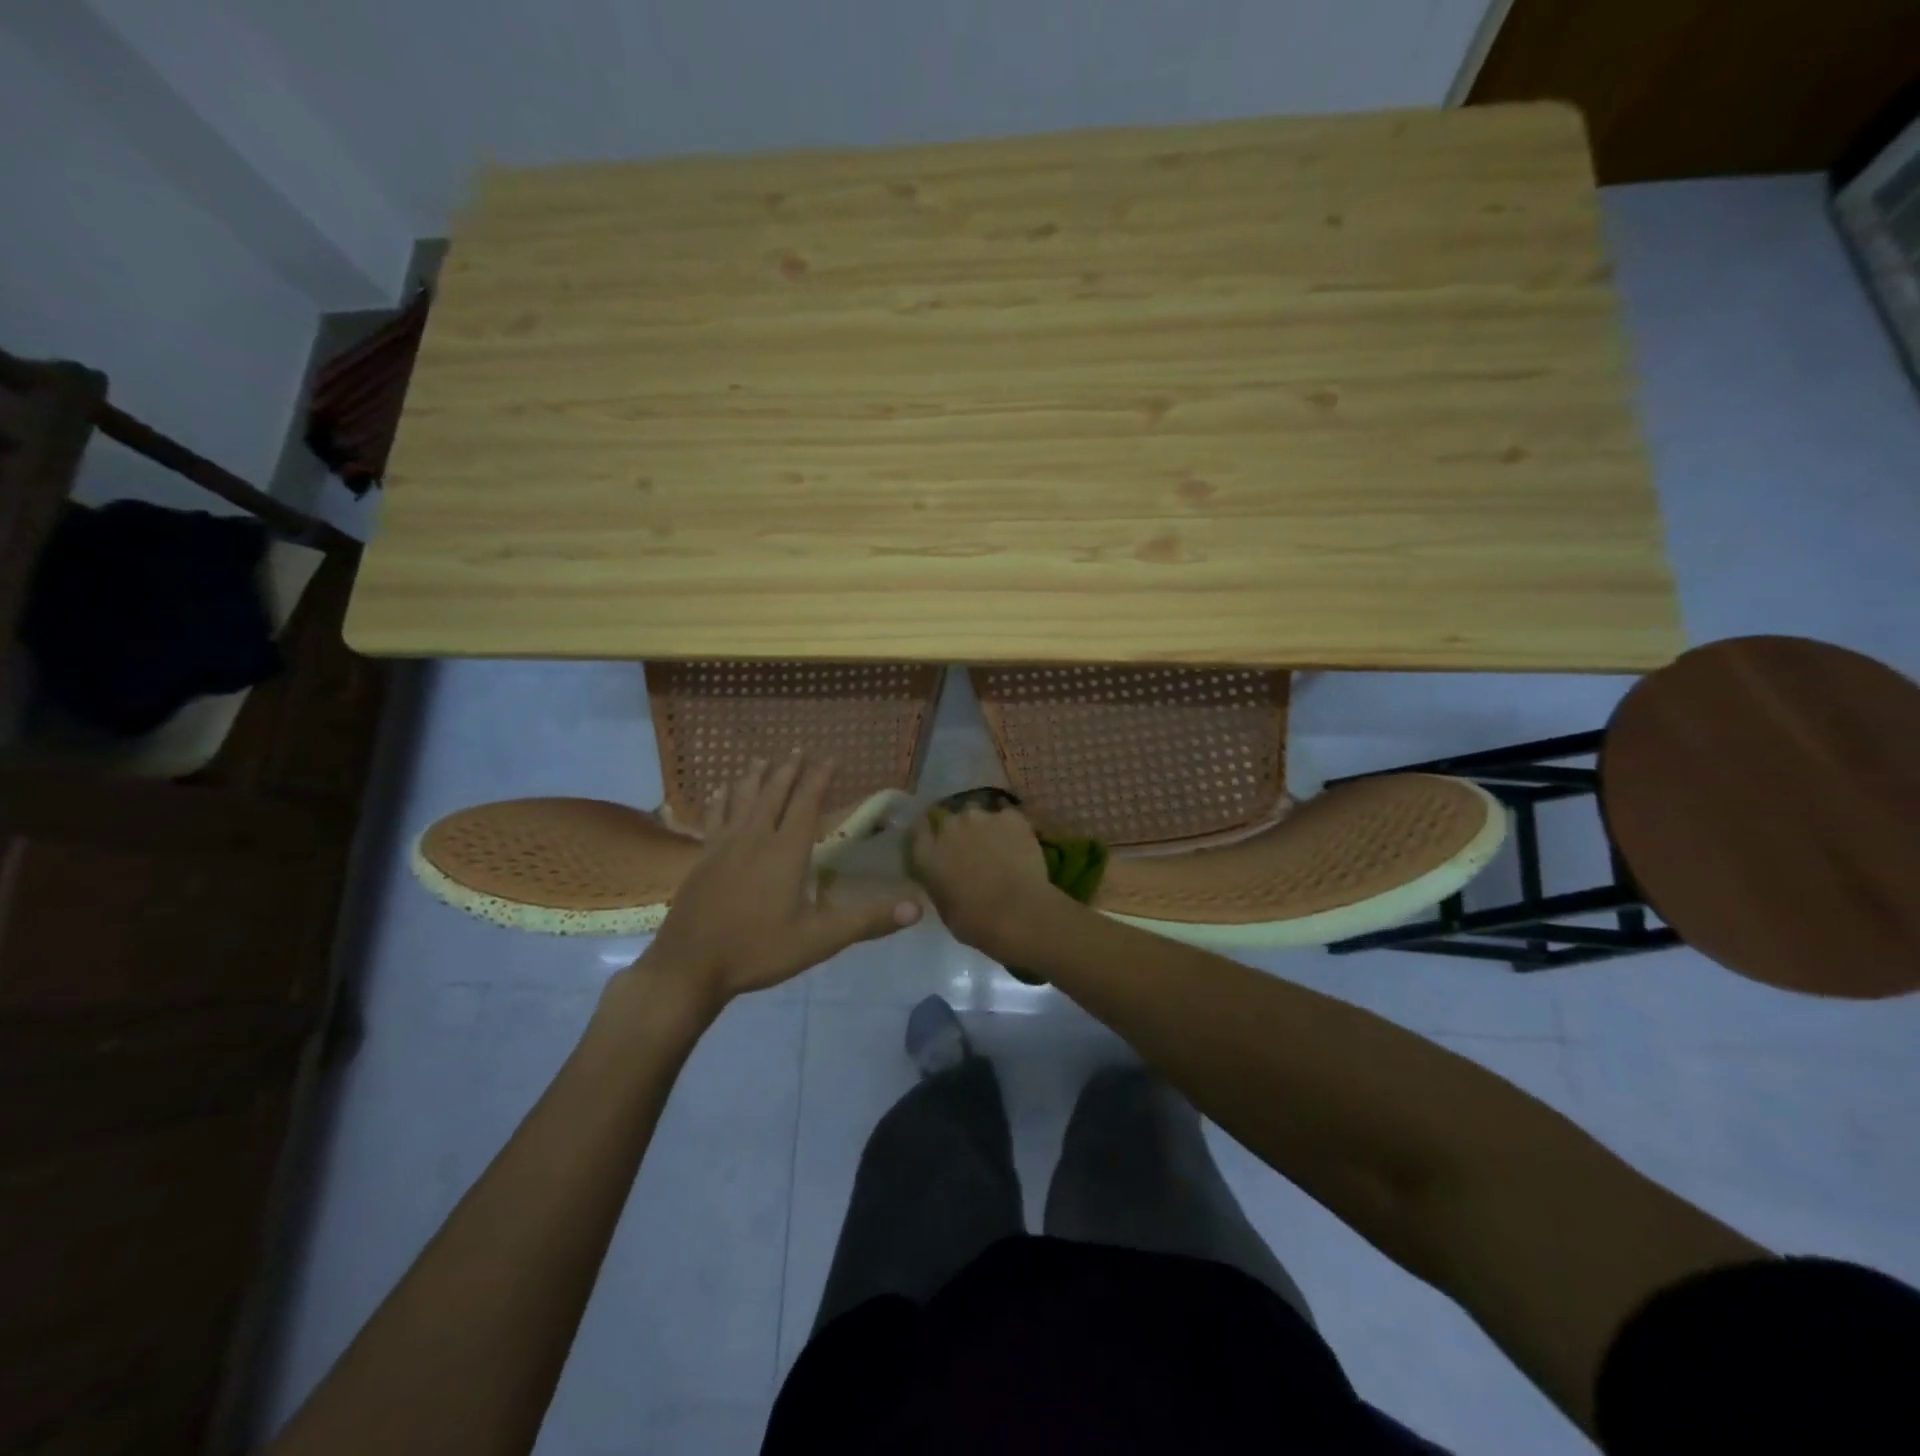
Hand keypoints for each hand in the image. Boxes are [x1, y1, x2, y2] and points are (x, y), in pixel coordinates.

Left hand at [640, 754, 920, 1005]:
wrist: (689, 966)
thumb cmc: (758, 950)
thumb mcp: (819, 940)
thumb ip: (866, 921)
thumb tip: (917, 908)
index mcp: (785, 852)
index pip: (806, 805)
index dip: (819, 779)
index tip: (830, 757)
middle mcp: (755, 839)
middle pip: (773, 794)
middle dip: (788, 770)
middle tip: (798, 749)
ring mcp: (723, 846)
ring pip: (742, 800)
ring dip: (754, 777)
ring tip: (761, 759)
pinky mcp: (702, 859)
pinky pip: (714, 818)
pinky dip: (721, 800)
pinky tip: (720, 792)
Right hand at [910, 803, 1060, 961]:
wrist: (1018, 914)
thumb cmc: (976, 922)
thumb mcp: (944, 907)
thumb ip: (940, 882)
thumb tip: (947, 876)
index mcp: (927, 853)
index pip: (920, 831)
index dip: (930, 836)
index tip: (938, 845)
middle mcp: (949, 827)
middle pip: (950, 820)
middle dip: (959, 832)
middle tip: (972, 851)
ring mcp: (980, 817)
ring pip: (979, 816)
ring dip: (984, 828)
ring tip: (998, 847)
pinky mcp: (1010, 817)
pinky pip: (1007, 818)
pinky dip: (1011, 829)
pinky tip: (1019, 846)